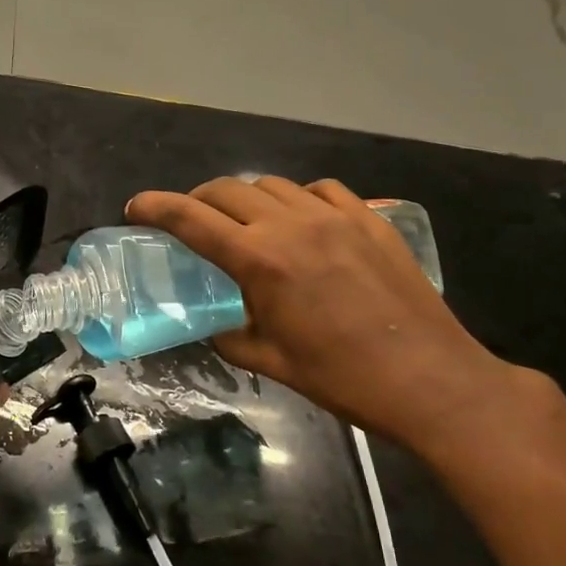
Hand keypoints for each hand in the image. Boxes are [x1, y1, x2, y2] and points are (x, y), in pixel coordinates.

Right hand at [127, 177, 529, 453]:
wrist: (430, 380)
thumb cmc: (342, 377)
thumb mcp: (271, 360)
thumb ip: (230, 335)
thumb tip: (215, 326)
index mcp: (260, 261)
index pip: (192, 219)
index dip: (157, 207)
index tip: (135, 206)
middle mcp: (291, 225)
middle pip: (228, 190)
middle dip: (198, 200)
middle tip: (190, 220)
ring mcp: (335, 216)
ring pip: (273, 185)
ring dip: (247, 198)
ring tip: (246, 221)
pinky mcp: (370, 220)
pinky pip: (322, 190)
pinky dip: (299, 198)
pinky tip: (302, 219)